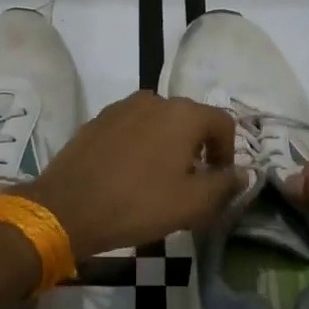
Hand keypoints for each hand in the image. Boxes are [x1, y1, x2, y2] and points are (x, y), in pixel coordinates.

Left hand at [19, 92, 241, 257]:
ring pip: (159, 124)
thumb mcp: (192, 203)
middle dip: (197, 151)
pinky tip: (129, 176)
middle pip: (190, 122)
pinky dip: (140, 147)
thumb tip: (242, 173)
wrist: (66, 208)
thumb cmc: (138, 204)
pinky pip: (132, 130)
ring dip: (167, 147)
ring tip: (159, 182)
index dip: (228, 152)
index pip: (223, 123)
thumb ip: (224, 185)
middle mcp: (154, 100)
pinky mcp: (97, 121)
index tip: (218, 181)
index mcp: (182, 114)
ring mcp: (121, 108)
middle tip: (191, 186)